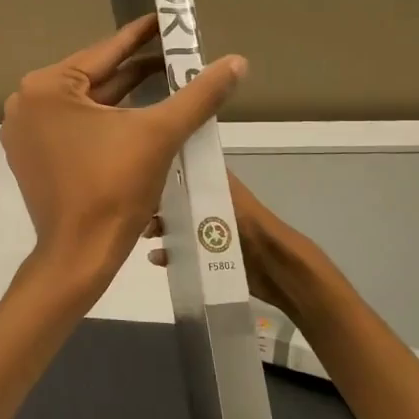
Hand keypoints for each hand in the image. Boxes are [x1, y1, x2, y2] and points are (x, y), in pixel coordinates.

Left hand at [0, 15, 247, 285]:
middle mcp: (26, 102)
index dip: (141, 36)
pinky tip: (136, 114)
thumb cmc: (114, 189)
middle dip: (135, 69)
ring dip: (122, 96)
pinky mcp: (31, 155)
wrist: (80, 254)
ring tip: (165, 78)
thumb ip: (199, 94)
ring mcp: (25, 131)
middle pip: (93, 79)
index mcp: (46, 87)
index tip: (165, 19)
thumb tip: (237, 61)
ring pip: (84, 104)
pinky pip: (72, 126)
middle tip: (175, 53)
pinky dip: (103, 120)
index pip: (104, 53)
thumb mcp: (160, 134)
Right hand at [148, 170, 289, 312]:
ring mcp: (209, 235)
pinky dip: (168, 255)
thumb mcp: (229, 196)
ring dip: (160, 230)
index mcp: (217, 189)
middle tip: (142, 212)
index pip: (186, 174)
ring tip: (147, 236)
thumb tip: (183, 149)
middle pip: (177, 203)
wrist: (277, 269)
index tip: (142, 175)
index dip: (165, 173)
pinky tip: (157, 258)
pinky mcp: (208, 259)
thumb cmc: (253, 227)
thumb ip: (210, 178)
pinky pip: (182, 254)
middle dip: (158, 206)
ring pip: (176, 227)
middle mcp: (211, 209)